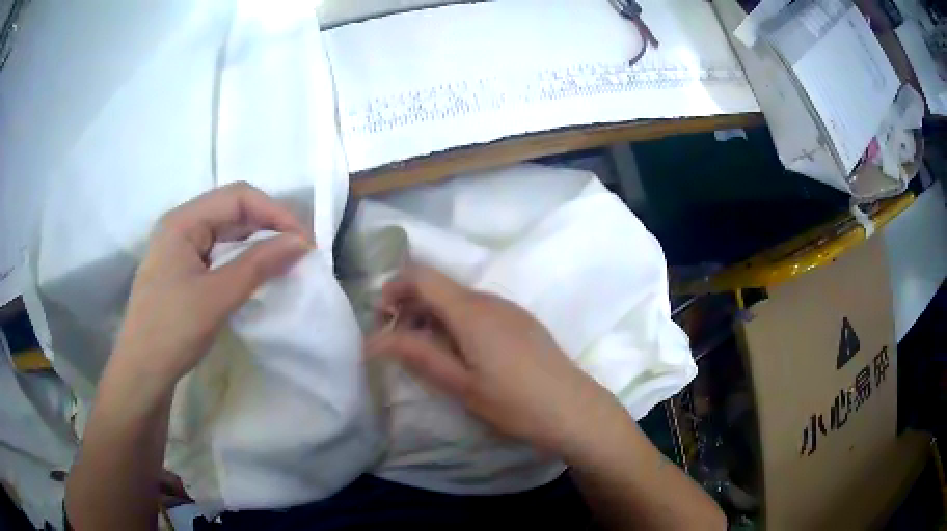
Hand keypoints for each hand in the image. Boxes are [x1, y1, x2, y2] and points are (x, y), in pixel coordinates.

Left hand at [112, 182, 311, 388]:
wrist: (142, 373)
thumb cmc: (172, 331)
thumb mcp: (217, 297)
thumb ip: (258, 265)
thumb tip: (301, 243)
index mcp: (183, 221)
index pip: (238, 197)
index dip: (275, 213)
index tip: (304, 242)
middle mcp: (180, 226)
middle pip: (232, 210)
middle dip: (268, 226)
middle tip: (298, 253)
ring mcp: (179, 249)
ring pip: (226, 233)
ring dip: (256, 244)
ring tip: (283, 263)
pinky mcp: (182, 271)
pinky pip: (218, 254)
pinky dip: (241, 260)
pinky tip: (256, 275)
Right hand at [365, 264, 619, 455]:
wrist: (574, 410)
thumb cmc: (513, 402)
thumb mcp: (460, 384)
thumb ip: (418, 355)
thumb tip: (374, 339)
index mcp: (470, 310)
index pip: (422, 276)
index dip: (394, 288)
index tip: (381, 318)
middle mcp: (489, 300)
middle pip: (440, 286)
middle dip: (411, 306)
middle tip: (397, 341)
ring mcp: (509, 309)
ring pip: (459, 299)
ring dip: (434, 316)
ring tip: (426, 352)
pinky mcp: (522, 322)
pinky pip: (480, 311)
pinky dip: (457, 323)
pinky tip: (461, 354)